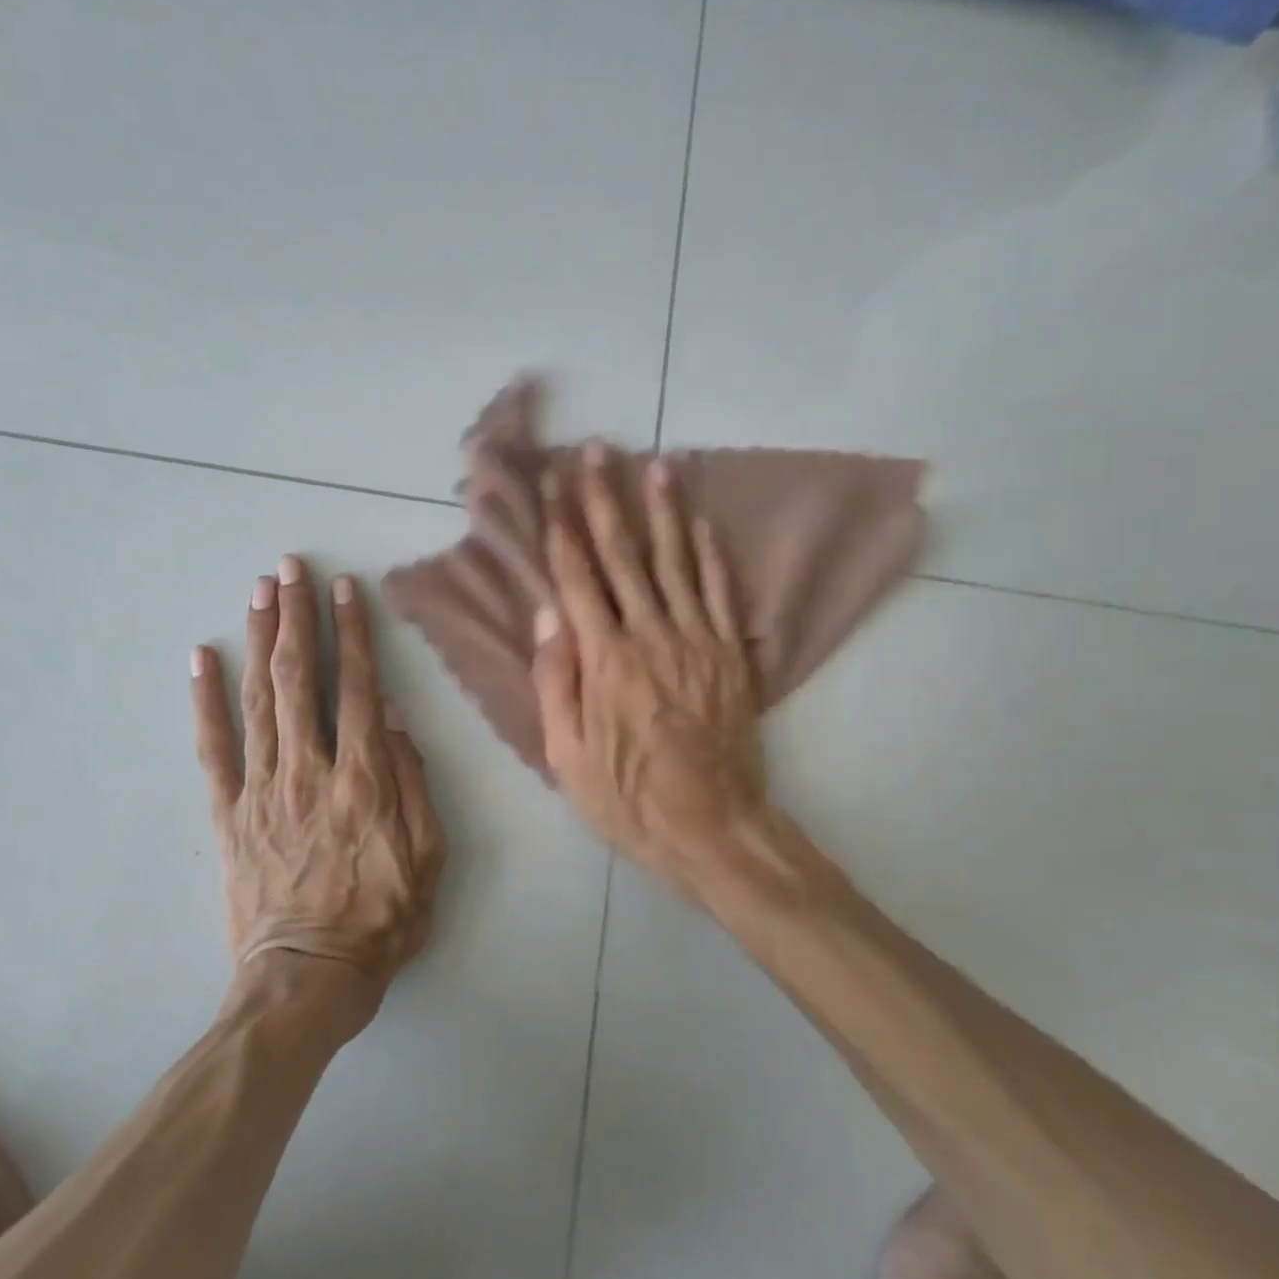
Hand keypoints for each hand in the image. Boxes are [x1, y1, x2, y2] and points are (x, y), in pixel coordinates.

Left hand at [191, 557, 445, 999]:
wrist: (305, 980)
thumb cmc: (380, 919)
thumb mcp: (428, 858)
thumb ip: (414, 784)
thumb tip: (395, 720)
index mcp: (362, 779)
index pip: (358, 687)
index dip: (353, 634)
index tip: (346, 590)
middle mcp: (309, 770)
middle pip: (300, 679)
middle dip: (296, 617)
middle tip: (291, 568)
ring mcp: (262, 789)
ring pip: (259, 699)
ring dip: (260, 640)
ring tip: (260, 592)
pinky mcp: (228, 813)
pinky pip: (213, 748)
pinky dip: (205, 700)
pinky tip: (202, 658)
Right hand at [531, 445, 767, 901]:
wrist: (714, 827)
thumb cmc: (629, 798)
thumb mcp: (568, 756)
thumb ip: (557, 680)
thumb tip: (547, 615)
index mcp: (604, 659)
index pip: (577, 577)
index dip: (562, 526)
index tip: (552, 485)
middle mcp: (651, 635)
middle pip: (625, 554)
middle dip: (607, 498)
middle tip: (598, 450)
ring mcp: (697, 640)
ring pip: (677, 561)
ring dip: (664, 509)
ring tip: (656, 463)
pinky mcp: (731, 654)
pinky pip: (721, 593)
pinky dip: (712, 554)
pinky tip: (703, 522)